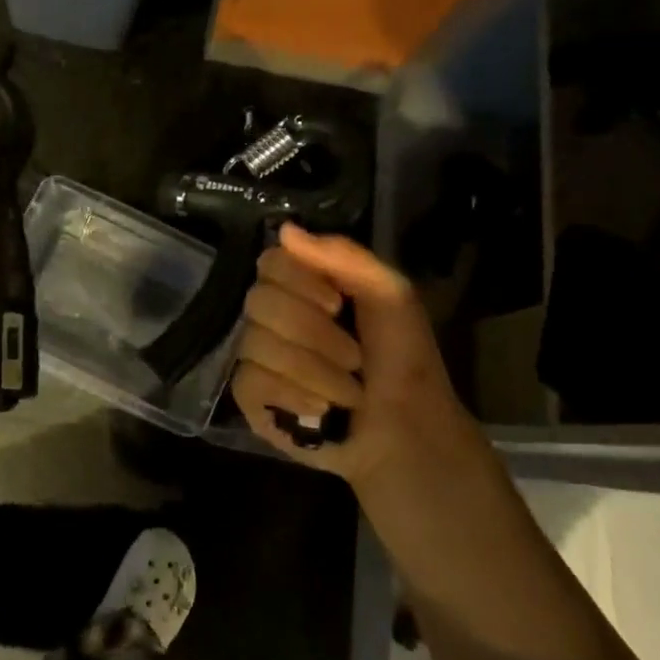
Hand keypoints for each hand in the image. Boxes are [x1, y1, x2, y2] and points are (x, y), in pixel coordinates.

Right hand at [230, 223, 475, 485]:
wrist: (409, 430)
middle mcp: (274, 315)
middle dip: (313, 332)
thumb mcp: (390, 295)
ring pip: (257, 343)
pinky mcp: (251, 397)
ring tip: (348, 390)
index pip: (270, 262)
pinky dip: (292, 394)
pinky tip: (320, 407)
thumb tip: (285, 229)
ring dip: (314, 369)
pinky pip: (250, 380)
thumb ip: (344, 257)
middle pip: (259, 301)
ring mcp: (258, 356)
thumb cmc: (404, 359)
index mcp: (304, 286)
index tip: (336, 303)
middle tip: (353, 355)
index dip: (299, 281)